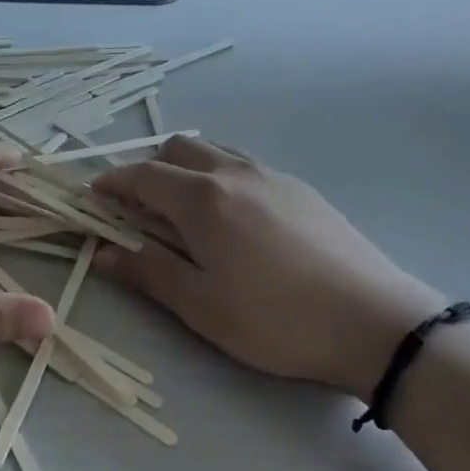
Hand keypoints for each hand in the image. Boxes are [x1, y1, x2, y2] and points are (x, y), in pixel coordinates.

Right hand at [92, 139, 444, 398]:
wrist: (377, 322)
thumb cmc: (276, 319)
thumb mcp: (202, 306)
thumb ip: (148, 272)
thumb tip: (101, 253)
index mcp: (202, 198)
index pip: (142, 175)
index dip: (112, 183)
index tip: (93, 197)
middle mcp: (234, 172)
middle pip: (178, 149)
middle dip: (149, 169)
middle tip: (140, 209)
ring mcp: (272, 176)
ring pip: (214, 152)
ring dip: (186, 169)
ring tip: (184, 212)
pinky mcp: (301, 190)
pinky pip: (244, 166)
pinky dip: (220, 177)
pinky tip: (234, 220)